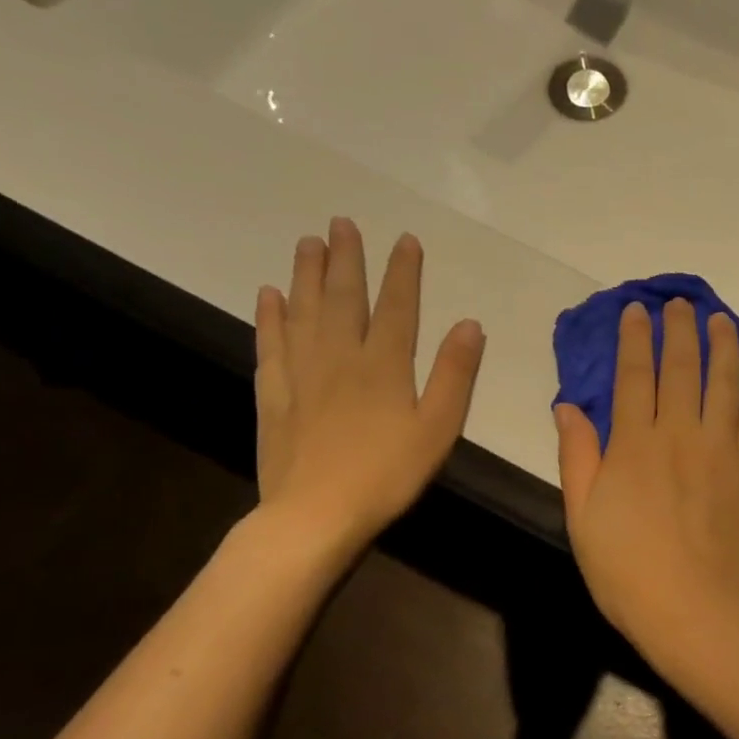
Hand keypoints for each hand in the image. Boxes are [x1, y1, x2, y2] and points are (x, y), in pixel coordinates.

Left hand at [254, 218, 483, 560]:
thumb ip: (454, 374)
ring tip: (307, 243)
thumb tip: (469, 324)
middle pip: (342, 298)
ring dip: (306, 275)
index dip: (403, 271)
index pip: (396, 306)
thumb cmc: (388, 474)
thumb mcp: (438, 427)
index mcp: (384, 365)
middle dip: (346, 259)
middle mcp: (340, 357)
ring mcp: (302, 374)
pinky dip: (270, 317)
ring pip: (303, 312)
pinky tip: (269, 296)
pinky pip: (271, 345)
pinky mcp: (275, 395)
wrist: (316, 515)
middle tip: (341, 223)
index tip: (405, 240)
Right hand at [555, 299, 738, 652]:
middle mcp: (680, 435)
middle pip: (681, 369)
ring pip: (725, 383)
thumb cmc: (627, 571)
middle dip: (678, 330)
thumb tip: (567, 406)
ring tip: (719, 320)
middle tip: (679, 303)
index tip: (635, 311)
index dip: (633, 339)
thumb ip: (577, 456)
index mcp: (634, 445)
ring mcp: (721, 450)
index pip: (632, 376)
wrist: (694, 610)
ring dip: (723, 345)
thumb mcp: (583, 517)